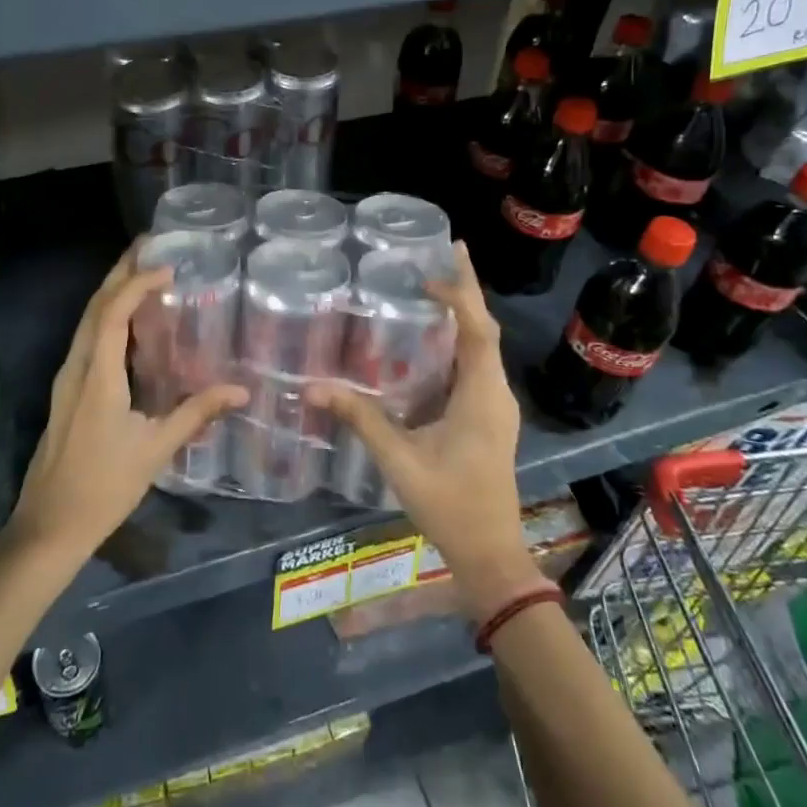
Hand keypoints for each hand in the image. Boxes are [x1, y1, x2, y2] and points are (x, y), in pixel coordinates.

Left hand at [7, 245, 247, 562]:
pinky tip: (127, 324)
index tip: (167, 266)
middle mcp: (76, 367)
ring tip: (140, 273)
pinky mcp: (66, 391)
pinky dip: (106, 317)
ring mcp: (66, 379)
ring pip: (85, 321)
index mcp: (97, 376)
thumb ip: (196, 414)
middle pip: (94, 307)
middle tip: (147, 246)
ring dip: (111, 292)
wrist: (49, 526)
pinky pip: (86, 339)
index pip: (112, 313)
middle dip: (119, 272)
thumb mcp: (155, 449)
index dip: (136, 283)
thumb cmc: (104, 487)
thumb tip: (240, 390)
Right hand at [313, 242, 542, 616]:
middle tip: (446, 254)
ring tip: (436, 286)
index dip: (459, 295)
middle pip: (483, 329)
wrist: (490, 553)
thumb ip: (360, 418)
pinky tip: (433, 341)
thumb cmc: (450, 504)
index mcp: (481, 395)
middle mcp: (495, 392)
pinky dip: (459, 342)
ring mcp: (495, 405)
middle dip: (467, 291)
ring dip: (464, 315)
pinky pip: (476, 366)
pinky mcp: (489, 418)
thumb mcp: (399, 459)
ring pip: (482, 347)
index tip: (431, 271)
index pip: (476, 330)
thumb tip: (312, 388)